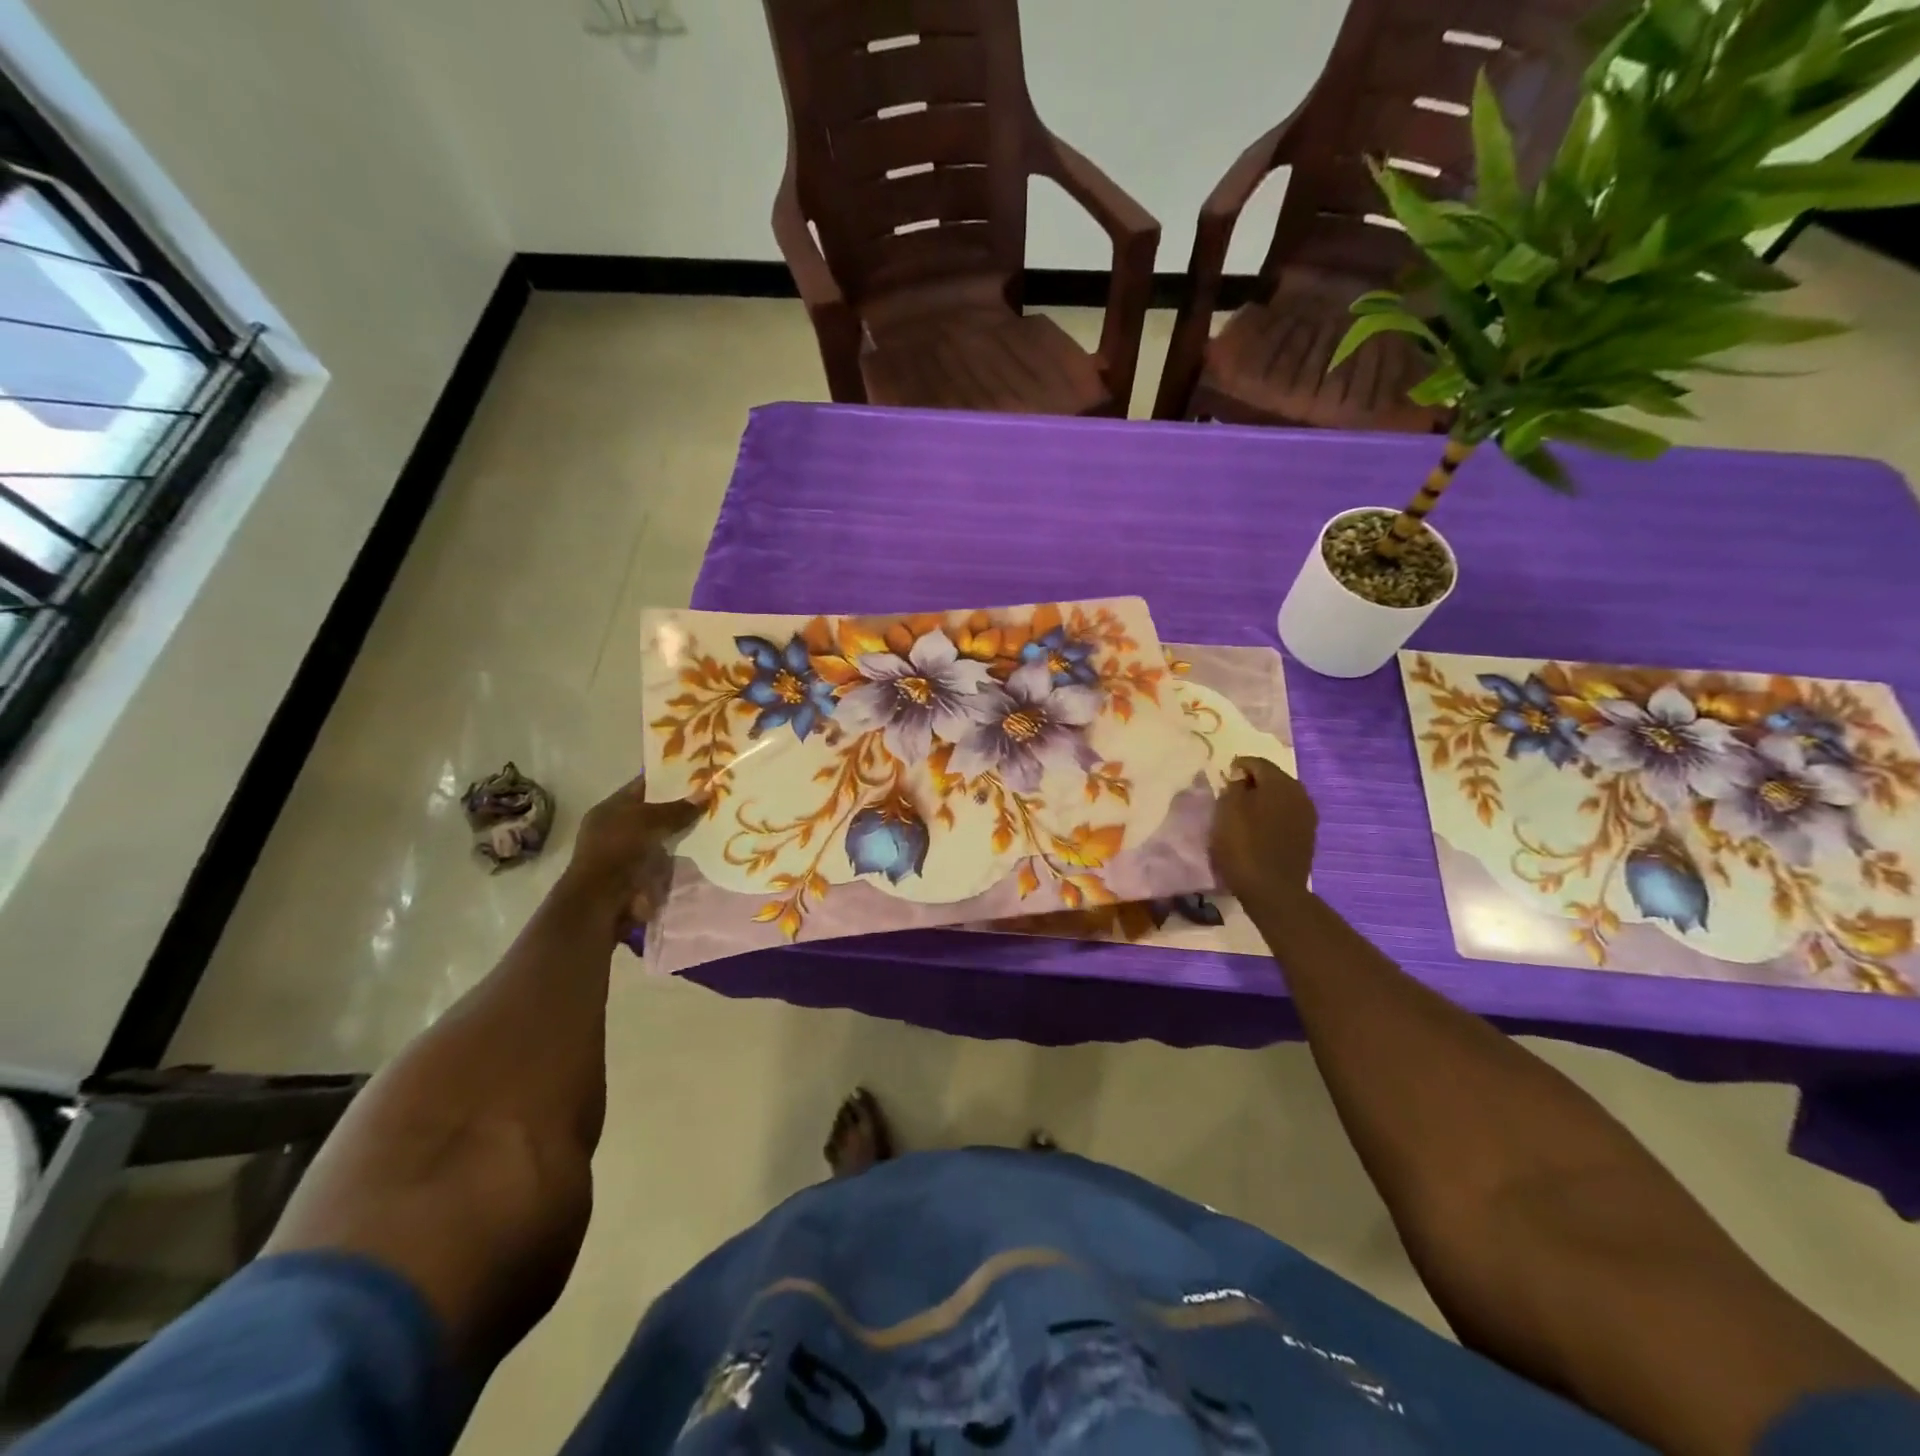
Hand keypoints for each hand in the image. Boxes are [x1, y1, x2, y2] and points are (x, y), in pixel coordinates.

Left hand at [560, 777, 702, 930]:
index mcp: (611, 808)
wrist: (604, 901)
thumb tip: (707, 792)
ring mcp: (631, 852)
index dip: (669, 778)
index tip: (698, 773)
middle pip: (656, 811)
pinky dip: (685, 852)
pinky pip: (670, 856)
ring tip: (718, 818)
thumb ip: (677, 808)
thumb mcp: (647, 820)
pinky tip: (708, 845)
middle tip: (715, 796)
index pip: (643, 786)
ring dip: (687, 831)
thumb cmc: (618, 850)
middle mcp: (619, 827)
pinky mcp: (644, 874)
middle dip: (682, 806)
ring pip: (666, 834)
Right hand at [1210, 756, 1317, 919]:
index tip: (1222, 778)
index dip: (1237, 767)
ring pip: (1280, 798)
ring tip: (1243, 814)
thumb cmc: (1244, 846)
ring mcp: (1307, 817)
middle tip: (1230, 796)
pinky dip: (1272, 817)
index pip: (1256, 763)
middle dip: (1252, 783)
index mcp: (1280, 783)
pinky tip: (1258, 830)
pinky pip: (1286, 816)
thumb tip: (1240, 779)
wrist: (1273, 891)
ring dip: (1262, 801)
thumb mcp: (1227, 811)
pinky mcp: (1307, 837)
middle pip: (1272, 779)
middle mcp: (1300, 794)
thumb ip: (1232, 787)